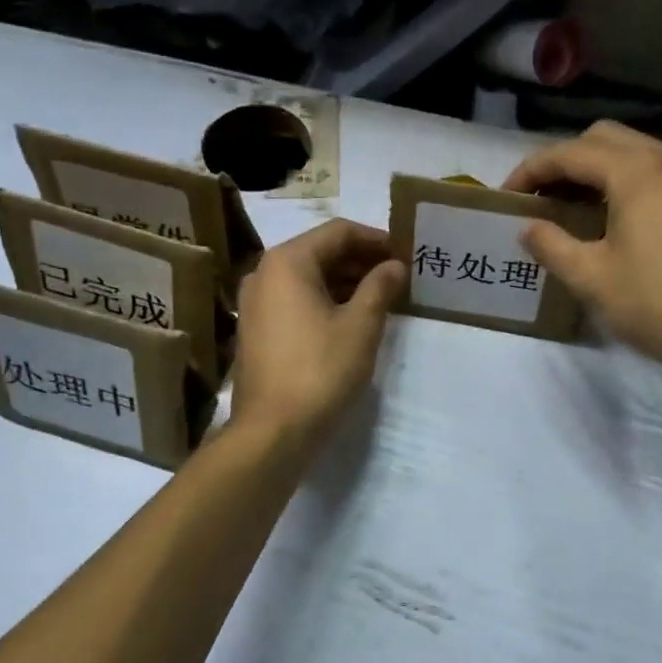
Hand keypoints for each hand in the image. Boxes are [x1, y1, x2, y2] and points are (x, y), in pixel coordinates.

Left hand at [231, 219, 406, 450]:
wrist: (273, 430)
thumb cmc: (320, 370)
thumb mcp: (360, 326)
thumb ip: (380, 287)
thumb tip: (395, 266)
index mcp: (288, 262)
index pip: (338, 232)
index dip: (376, 239)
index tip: (405, 253)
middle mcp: (265, 273)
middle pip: (320, 252)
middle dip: (361, 261)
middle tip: (398, 276)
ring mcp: (256, 302)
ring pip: (309, 278)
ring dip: (346, 282)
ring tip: (383, 297)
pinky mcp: (258, 329)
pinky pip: (296, 301)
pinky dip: (326, 302)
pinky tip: (354, 319)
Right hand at [504, 122, 661, 387]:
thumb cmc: (656, 305)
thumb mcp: (591, 278)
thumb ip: (551, 245)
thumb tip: (528, 228)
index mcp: (637, 173)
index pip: (570, 153)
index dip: (531, 170)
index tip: (506, 196)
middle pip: (603, 138)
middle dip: (563, 162)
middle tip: (540, 198)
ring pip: (632, 151)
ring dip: (594, 170)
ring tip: (569, 207)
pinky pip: (654, 171)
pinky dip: (623, 181)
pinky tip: (609, 218)